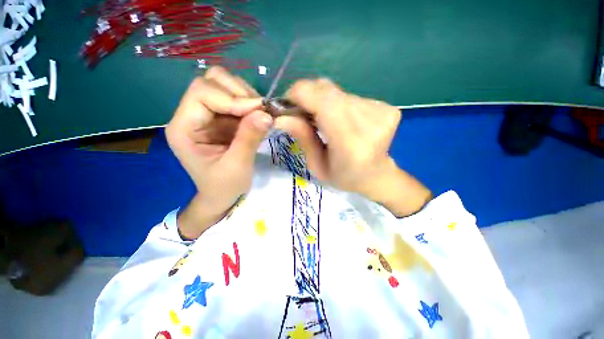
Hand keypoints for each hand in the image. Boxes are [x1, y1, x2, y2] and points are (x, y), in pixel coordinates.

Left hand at [165, 67, 272, 238]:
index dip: (232, 98)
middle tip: (261, 111)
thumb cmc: (224, 186)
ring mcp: (208, 115)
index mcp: (184, 128)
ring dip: (246, 96)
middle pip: (211, 82)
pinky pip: (236, 99)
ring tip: (261, 114)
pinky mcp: (222, 118)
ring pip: (224, 85)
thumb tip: (266, 114)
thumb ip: (249, 138)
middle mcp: (191, 115)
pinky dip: (251, 104)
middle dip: (240, 93)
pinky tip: (259, 117)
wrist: (222, 195)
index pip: (202, 93)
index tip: (259, 111)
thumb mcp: (237, 166)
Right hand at [274, 78, 431, 216]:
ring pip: (338, 92)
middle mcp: (369, 122)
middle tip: (302, 114)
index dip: (298, 94)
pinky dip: (339, 105)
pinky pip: (351, 96)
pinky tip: (343, 121)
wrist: (376, 175)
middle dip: (307, 97)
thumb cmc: (344, 177)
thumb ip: (303, 138)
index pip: (321, 100)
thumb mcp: (317, 165)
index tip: (287, 105)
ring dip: (323, 103)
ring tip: (325, 122)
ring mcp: (381, 111)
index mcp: (350, 144)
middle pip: (328, 91)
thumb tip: (280, 116)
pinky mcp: (387, 107)